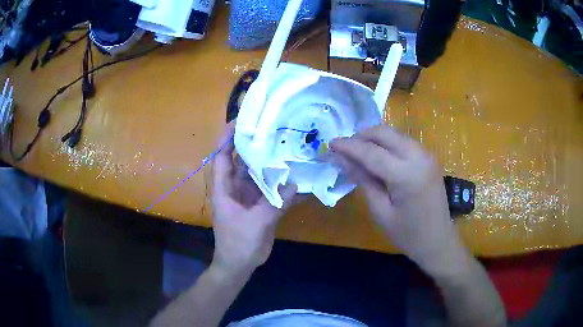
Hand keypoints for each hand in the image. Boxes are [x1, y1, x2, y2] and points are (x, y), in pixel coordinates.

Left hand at [211, 123, 296, 276]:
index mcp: (225, 190)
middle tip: (271, 131)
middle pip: (243, 163)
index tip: (238, 123)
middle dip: (254, 147)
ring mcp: (248, 197)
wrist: (240, 265)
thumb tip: (294, 184)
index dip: (226, 140)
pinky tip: (296, 178)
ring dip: (270, 166)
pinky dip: (280, 186)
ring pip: (258, 176)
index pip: (222, 159)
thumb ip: (275, 204)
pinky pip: (270, 191)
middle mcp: (235, 189)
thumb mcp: (256, 223)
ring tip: (287, 148)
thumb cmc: (238, 243)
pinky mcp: (259, 206)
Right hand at [330, 125, 464, 273]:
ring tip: (358, 152)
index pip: (371, 152)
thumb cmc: (408, 234)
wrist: (438, 241)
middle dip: (361, 136)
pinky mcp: (429, 158)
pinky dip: (387, 144)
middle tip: (344, 148)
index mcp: (406, 175)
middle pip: (384, 133)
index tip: (331, 144)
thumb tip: (341, 159)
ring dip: (374, 138)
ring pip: (394, 134)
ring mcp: (426, 155)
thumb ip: (363, 180)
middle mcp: (419, 157)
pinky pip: (403, 142)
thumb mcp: (380, 211)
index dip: (349, 146)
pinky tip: (378, 156)